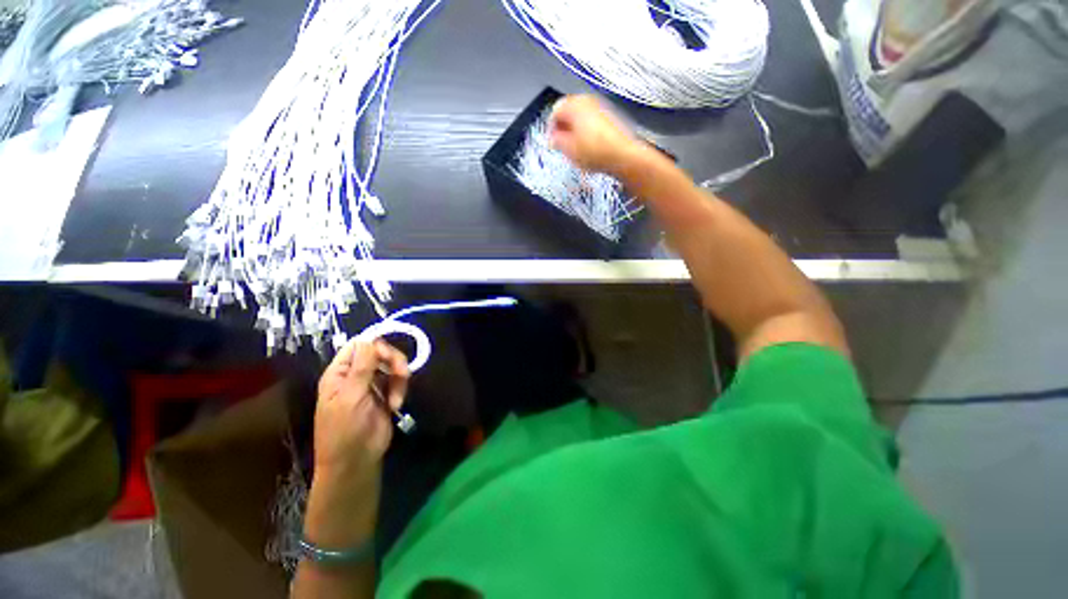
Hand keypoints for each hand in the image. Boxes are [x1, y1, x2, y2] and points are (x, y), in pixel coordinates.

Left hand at [314, 338, 409, 477]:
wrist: (356, 461)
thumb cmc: (344, 430)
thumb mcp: (351, 397)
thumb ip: (362, 368)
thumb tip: (369, 339)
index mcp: (340, 373)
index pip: (358, 346)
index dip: (375, 345)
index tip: (389, 355)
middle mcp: (356, 375)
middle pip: (380, 353)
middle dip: (393, 362)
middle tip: (402, 374)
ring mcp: (372, 384)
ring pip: (392, 366)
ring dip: (399, 378)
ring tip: (397, 399)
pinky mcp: (386, 394)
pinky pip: (398, 381)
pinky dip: (401, 390)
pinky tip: (395, 406)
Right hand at [548, 94, 641, 175]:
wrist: (622, 156)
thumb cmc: (597, 151)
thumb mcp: (568, 149)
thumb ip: (556, 140)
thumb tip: (553, 138)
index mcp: (575, 104)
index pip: (555, 110)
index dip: (551, 128)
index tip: (551, 140)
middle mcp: (588, 100)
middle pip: (569, 111)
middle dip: (563, 128)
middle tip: (562, 144)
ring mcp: (601, 107)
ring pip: (581, 117)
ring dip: (575, 130)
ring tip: (575, 148)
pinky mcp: (610, 117)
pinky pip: (592, 122)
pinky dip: (587, 132)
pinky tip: (588, 147)